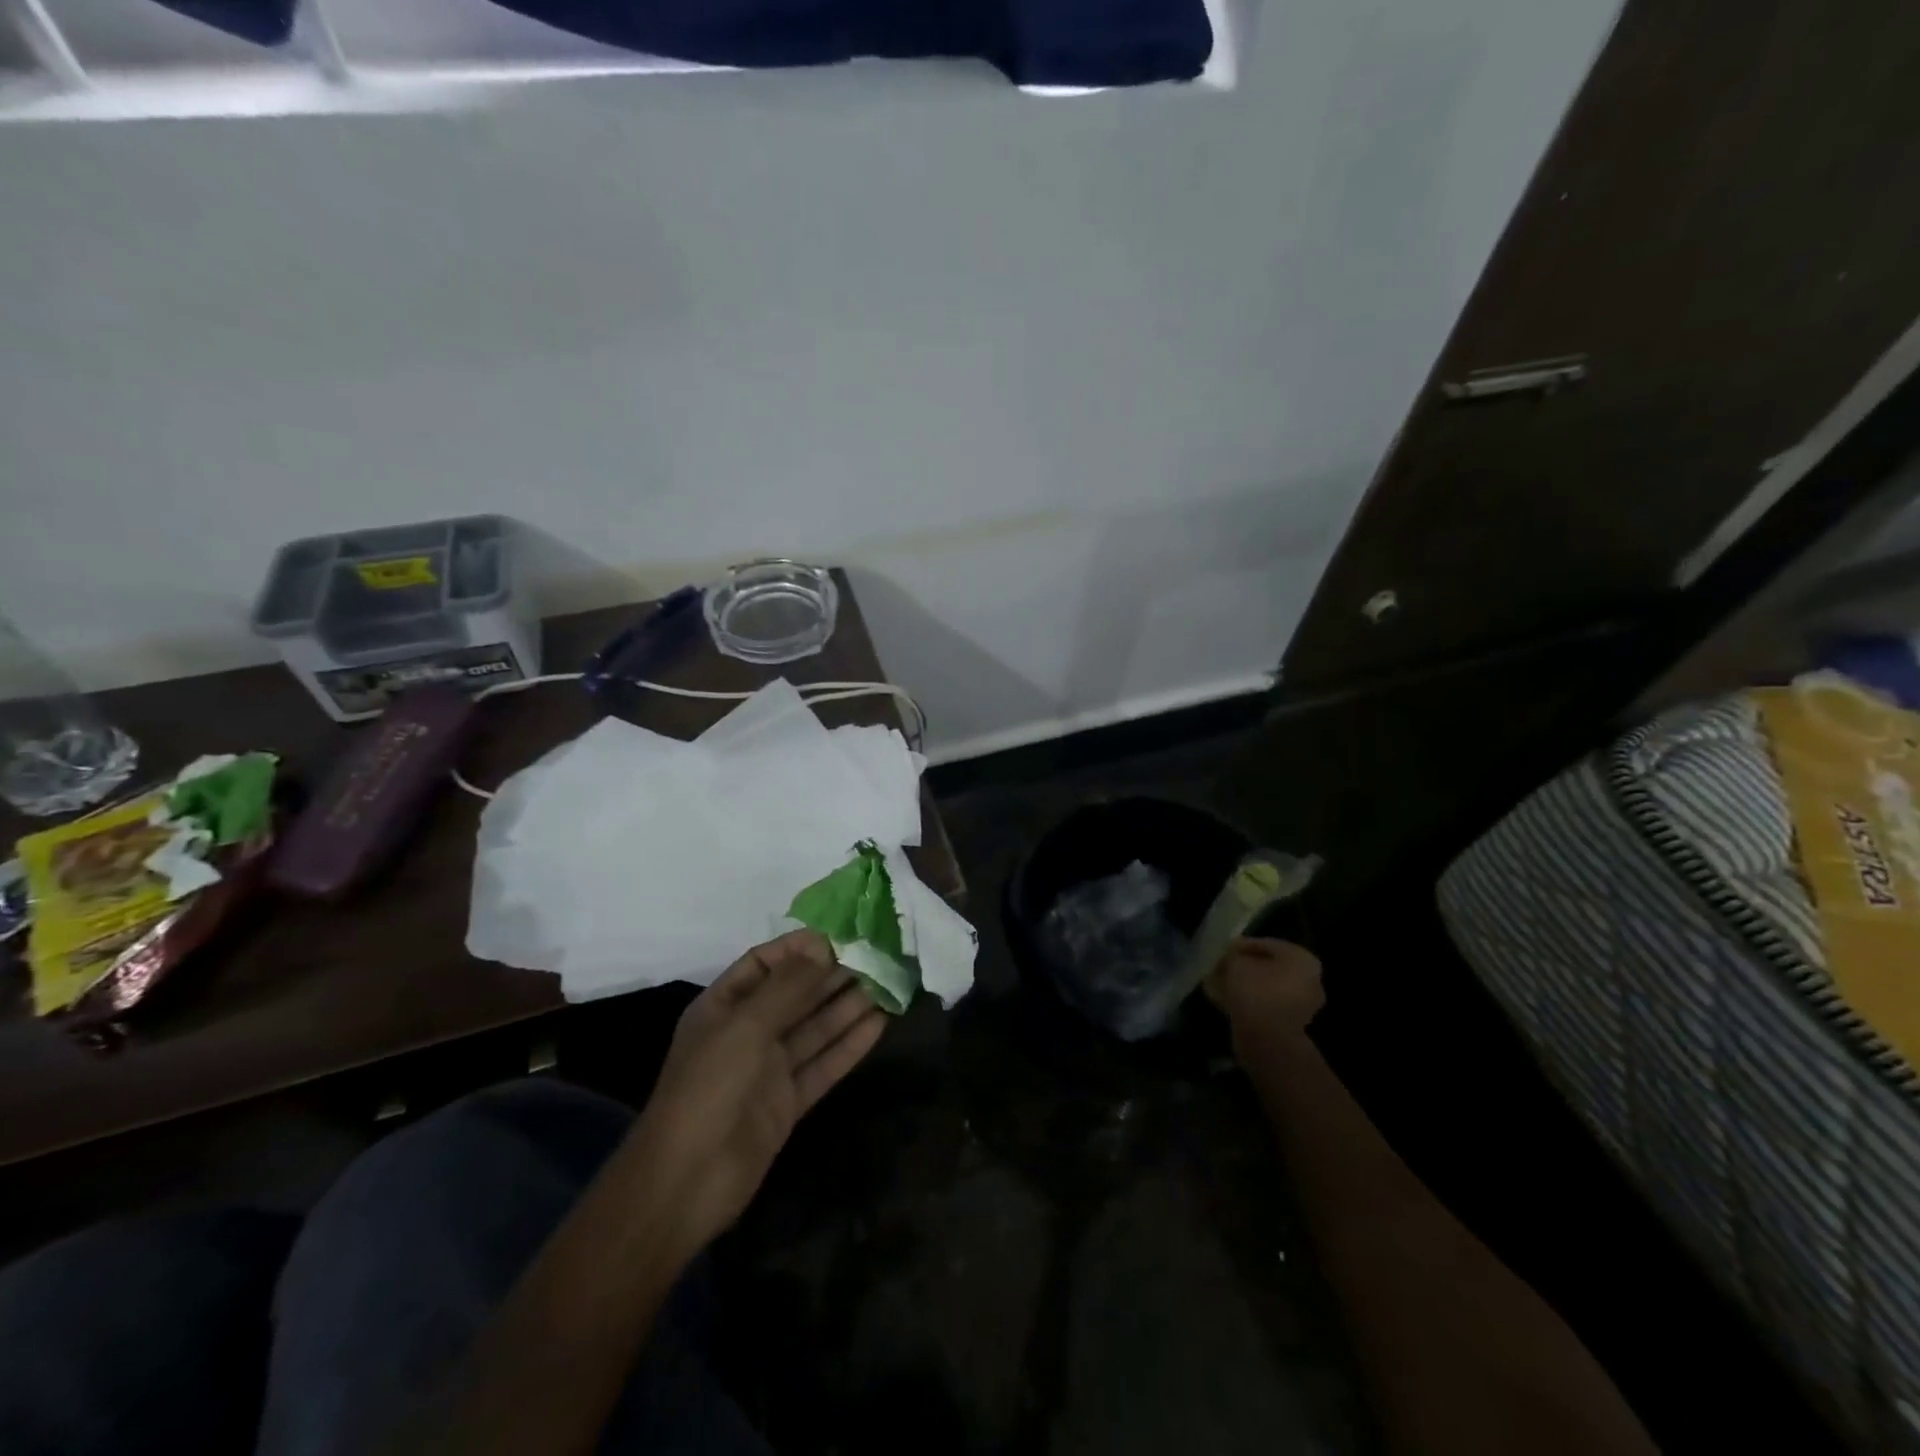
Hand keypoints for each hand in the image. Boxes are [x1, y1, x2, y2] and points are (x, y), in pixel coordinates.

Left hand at [629, 929, 885, 1260]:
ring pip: (814, 1028)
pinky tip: (879, 1025)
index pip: (763, 964)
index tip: (839, 937)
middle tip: (874, 958)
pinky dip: (849, 1045)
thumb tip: (822, 948)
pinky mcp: (787, 1102)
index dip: (799, 949)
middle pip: (795, 995)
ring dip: (847, 1007)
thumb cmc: (708, 1087)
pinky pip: (823, 1065)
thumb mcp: (745, 1026)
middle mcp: (746, 1032)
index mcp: (723, 1007)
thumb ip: (787, 987)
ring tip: (885, 985)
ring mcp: (768, 1069)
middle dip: (831, 976)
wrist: (686, 1182)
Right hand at [1205, 937, 1324, 1056]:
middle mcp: (1311, 979)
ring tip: (1225, 985)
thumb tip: (1234, 957)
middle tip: (1224, 967)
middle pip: (1271, 966)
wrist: (1268, 1040)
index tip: (1224, 951)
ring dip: (1250, 985)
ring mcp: (1305, 1004)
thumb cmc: (1255, 991)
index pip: (1266, 944)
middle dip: (1247, 967)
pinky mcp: (1295, 1024)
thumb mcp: (1237, 962)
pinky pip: (1271, 1005)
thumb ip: (1235, 954)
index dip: (1242, 946)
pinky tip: (1234, 1002)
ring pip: (1271, 986)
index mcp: (1302, 958)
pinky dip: (1254, 1001)